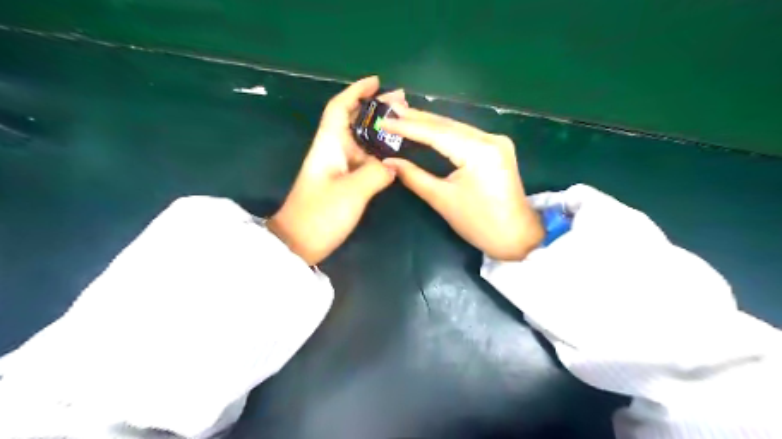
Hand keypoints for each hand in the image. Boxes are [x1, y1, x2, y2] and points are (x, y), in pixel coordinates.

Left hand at [268, 77, 406, 265]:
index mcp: (328, 145)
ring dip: (381, 131)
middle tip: (404, 104)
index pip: (339, 108)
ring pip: (361, 141)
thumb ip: (376, 173)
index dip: (356, 91)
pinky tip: (395, 155)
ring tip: (406, 126)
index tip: (377, 82)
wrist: (299, 244)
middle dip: (376, 109)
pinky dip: (379, 154)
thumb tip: (394, 164)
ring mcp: (338, 168)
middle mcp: (332, 151)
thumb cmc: (320, 214)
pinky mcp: (343, 184)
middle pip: (354, 121)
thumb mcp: (352, 192)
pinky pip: (364, 161)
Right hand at [381, 106, 540, 260]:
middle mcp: (490, 139)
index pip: (436, 133)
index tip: (384, 120)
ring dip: (430, 123)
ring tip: (404, 115)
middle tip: (391, 109)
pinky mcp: (497, 148)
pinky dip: (444, 132)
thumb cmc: (479, 223)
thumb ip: (414, 176)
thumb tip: (388, 161)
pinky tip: (429, 127)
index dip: (408, 127)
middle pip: (447, 125)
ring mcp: (496, 141)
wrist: (517, 236)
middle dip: (418, 118)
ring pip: (456, 127)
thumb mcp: (442, 200)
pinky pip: (465, 135)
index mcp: (479, 151)